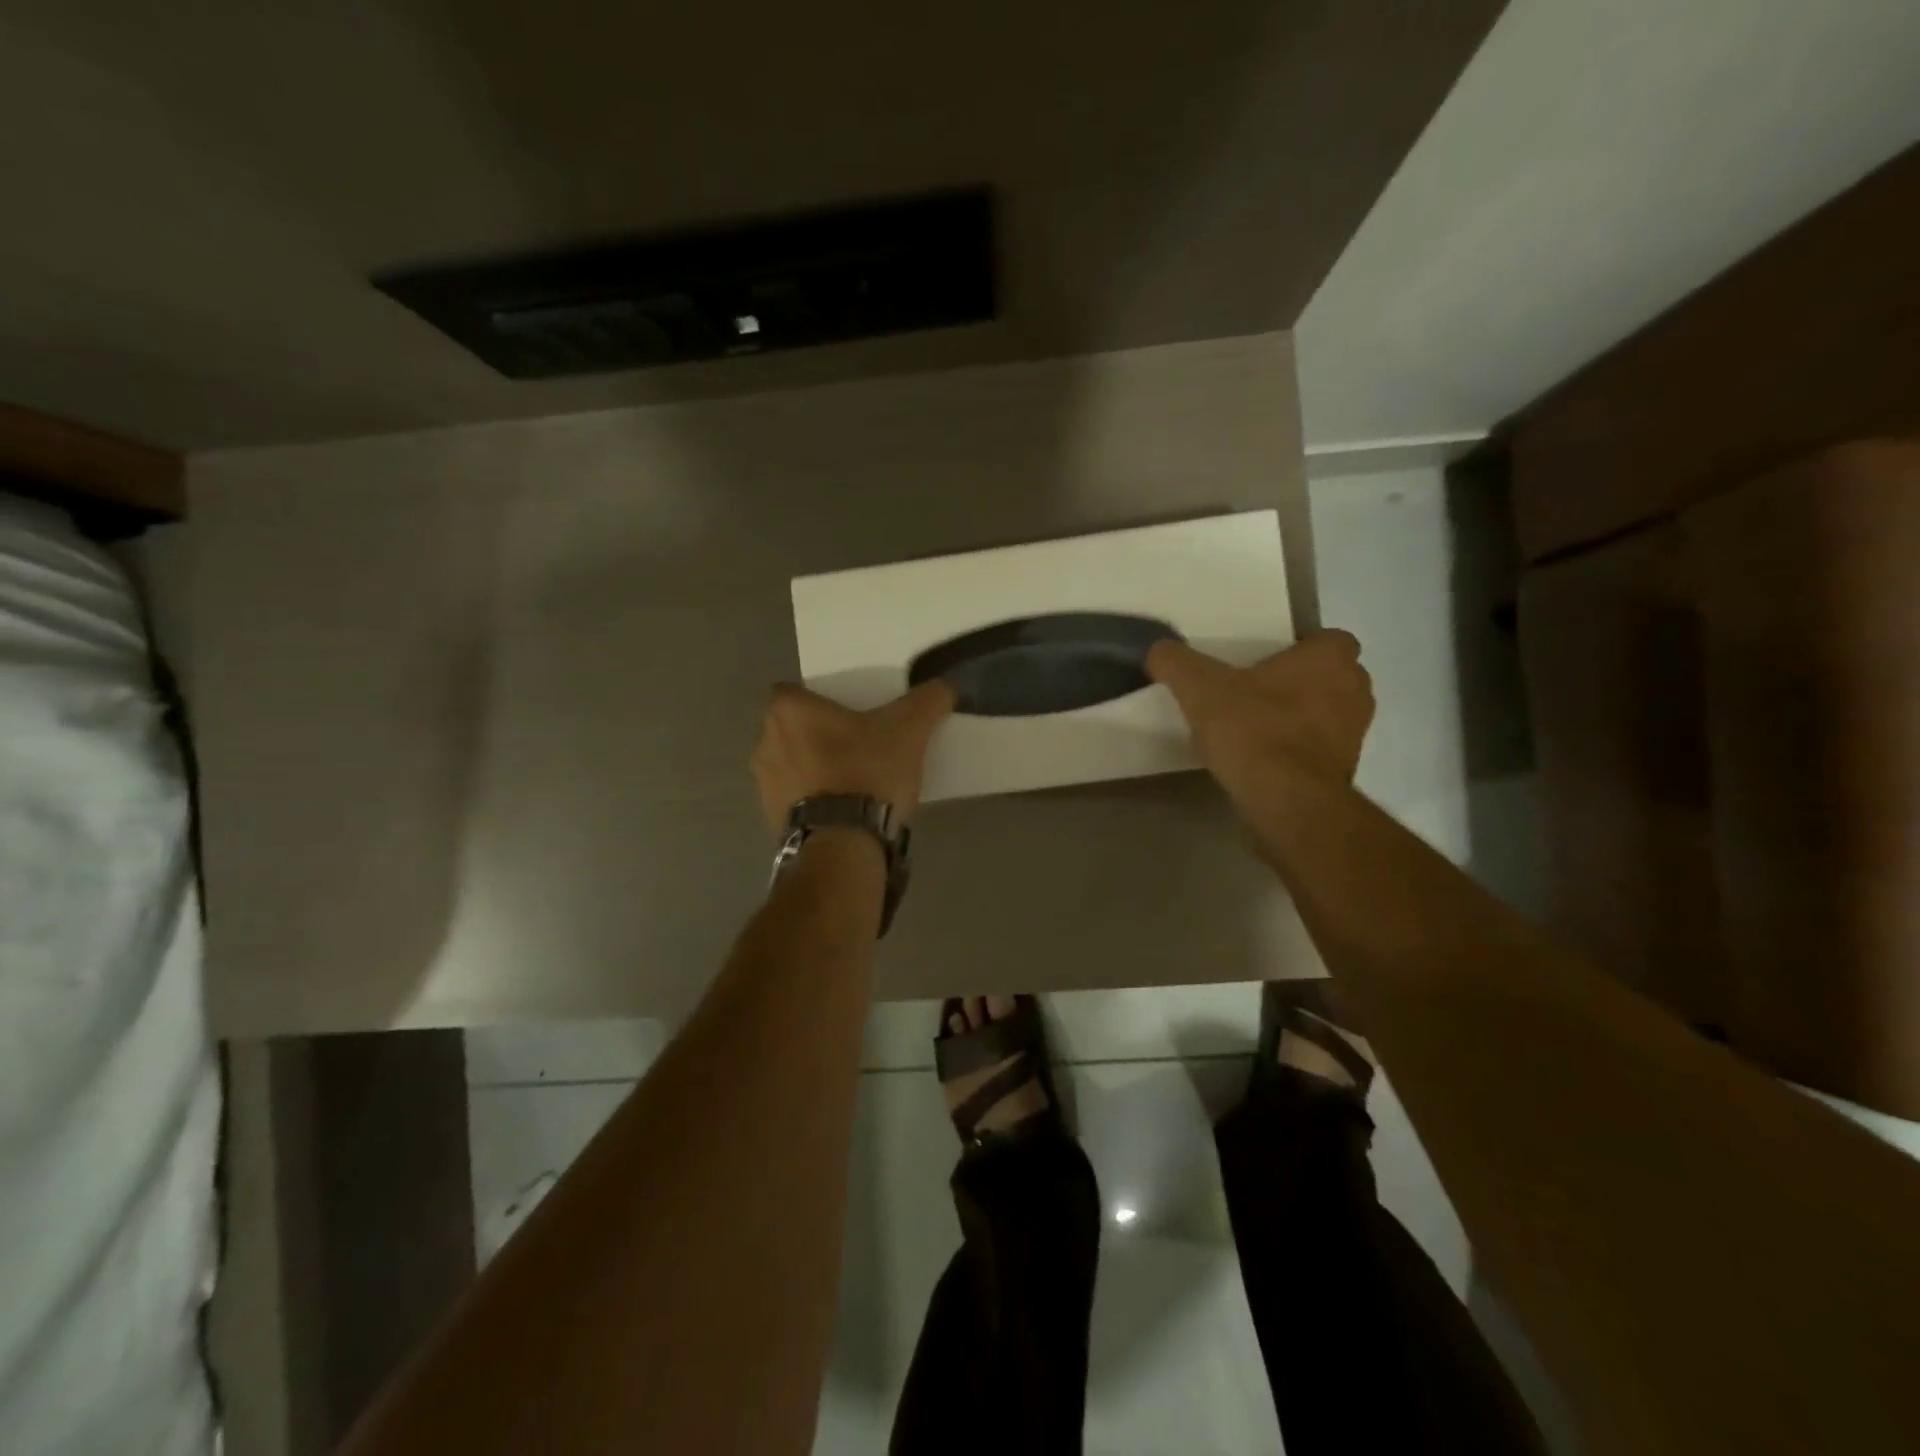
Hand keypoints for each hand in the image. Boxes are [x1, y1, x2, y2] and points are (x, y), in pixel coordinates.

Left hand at [751, 680, 957, 836]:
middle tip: (855, 742)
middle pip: (791, 728)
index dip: (817, 699)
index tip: (846, 712)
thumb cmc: (866, 773)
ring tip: (852, 780)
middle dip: (816, 733)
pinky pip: (793, 799)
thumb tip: (945, 687)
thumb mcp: (909, 730)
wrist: (843, 846)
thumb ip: (928, 701)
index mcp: (787, 711)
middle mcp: (764, 742)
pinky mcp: (771, 819)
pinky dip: (812, 800)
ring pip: (790, 764)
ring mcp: (764, 784)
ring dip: (812, 768)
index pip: (792, 691)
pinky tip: (843, 810)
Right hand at [1147, 631, 1374, 801]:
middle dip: (1296, 683)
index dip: (1297, 648)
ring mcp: (1355, 734)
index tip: (1262, 662)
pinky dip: (1295, 752)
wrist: (1287, 802)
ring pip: (1325, 714)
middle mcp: (1355, 691)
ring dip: (1297, 718)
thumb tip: (1158, 649)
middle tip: (1253, 692)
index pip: (1327, 639)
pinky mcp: (1345, 771)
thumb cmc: (1254, 730)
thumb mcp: (1200, 688)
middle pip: (1327, 677)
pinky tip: (1259, 761)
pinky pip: (1318, 750)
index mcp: (1331, 659)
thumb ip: (1176, 662)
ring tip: (1252, 730)